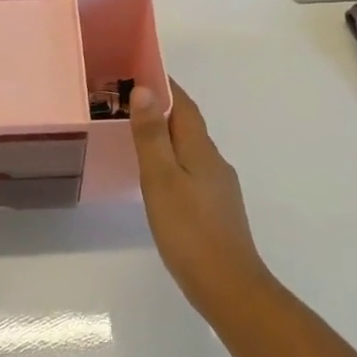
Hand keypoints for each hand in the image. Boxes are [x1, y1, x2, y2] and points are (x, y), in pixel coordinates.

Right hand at [129, 80, 272, 311]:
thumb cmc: (189, 231)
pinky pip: (191, 170)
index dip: (165, 85)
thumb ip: (152, 135)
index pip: (184, 105)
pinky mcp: (216, 209)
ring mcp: (218, 187)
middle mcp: (214, 162)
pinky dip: (173, 161)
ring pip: (190, 149)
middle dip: (163, 108)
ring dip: (167, 135)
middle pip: (188, 125)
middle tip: (128, 101)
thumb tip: (144, 89)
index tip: (140, 69)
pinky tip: (159, 178)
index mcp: (201, 149)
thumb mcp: (161, 179)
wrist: (229, 287)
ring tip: (137, 135)